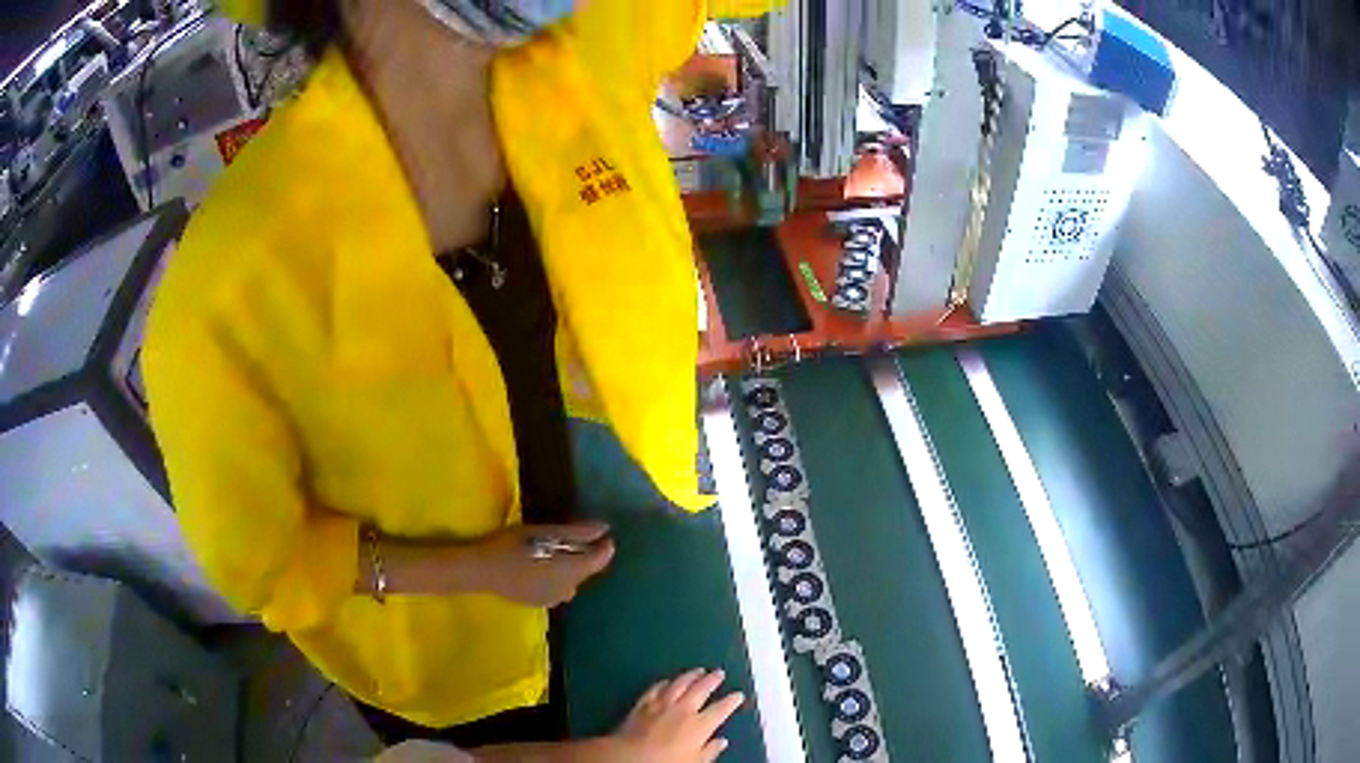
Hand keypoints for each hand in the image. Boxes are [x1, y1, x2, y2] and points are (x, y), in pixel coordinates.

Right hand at [474, 522, 614, 606]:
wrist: (482, 570)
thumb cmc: (512, 547)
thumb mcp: (544, 533)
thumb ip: (576, 532)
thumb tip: (604, 528)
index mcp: (572, 572)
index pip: (600, 560)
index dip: (605, 547)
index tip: (604, 533)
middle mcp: (568, 590)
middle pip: (585, 571)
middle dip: (585, 555)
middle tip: (574, 538)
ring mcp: (553, 600)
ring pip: (572, 581)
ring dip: (571, 567)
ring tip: (557, 551)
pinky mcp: (540, 603)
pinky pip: (558, 589)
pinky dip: (558, 577)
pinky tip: (543, 566)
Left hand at [604, 669, 744, 762]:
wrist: (630, 757)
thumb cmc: (666, 762)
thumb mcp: (695, 762)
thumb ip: (710, 751)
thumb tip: (722, 741)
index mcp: (700, 725)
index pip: (721, 709)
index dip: (731, 701)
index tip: (738, 694)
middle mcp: (683, 710)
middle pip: (701, 690)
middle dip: (712, 680)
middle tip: (719, 672)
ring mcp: (661, 705)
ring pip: (679, 685)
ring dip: (690, 676)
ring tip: (698, 670)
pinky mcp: (642, 704)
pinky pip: (655, 689)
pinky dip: (663, 684)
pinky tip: (667, 680)